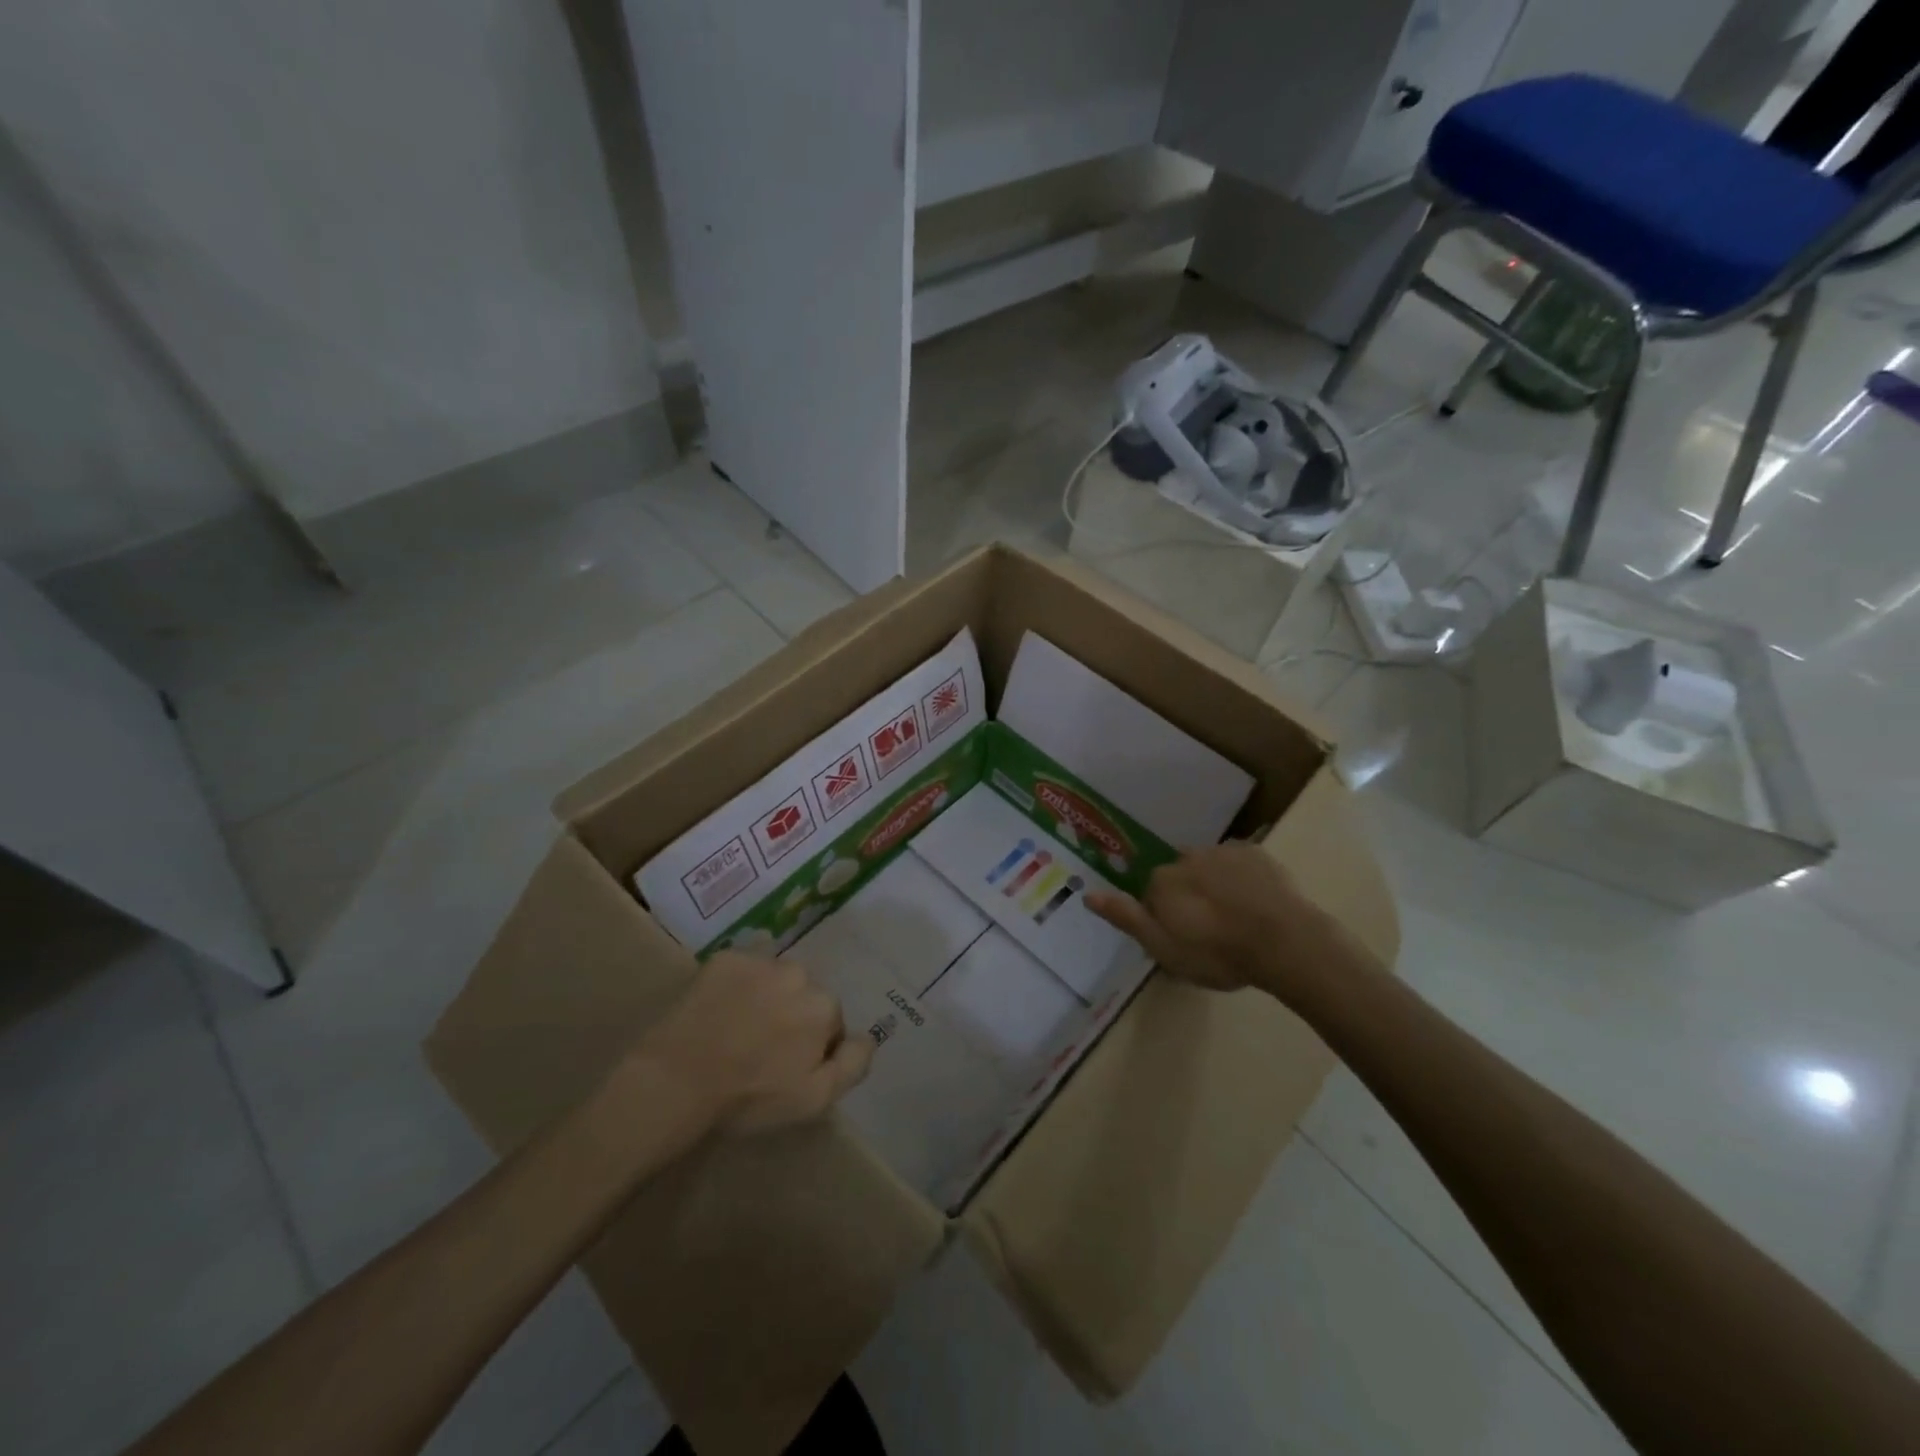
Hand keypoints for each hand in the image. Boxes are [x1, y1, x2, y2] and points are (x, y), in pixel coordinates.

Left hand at [636, 954, 872, 1136]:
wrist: (676, 1080)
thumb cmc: (749, 1096)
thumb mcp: (814, 1099)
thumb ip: (853, 1064)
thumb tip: (869, 1037)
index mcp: (824, 1006)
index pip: (830, 1022)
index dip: (811, 1047)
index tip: (785, 1068)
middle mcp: (800, 973)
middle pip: (804, 995)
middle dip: (790, 1016)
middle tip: (760, 1050)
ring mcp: (759, 961)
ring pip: (774, 980)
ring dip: (765, 998)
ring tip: (736, 1031)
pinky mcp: (724, 958)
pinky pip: (741, 970)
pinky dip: (735, 987)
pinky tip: (717, 1013)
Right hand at [1087, 842, 1330, 995]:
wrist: (1285, 942)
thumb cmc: (1218, 953)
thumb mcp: (1163, 948)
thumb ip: (1127, 918)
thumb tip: (1088, 895)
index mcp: (1162, 881)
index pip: (1152, 895)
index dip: (1165, 918)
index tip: (1184, 941)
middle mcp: (1187, 857)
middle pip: (1180, 877)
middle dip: (1189, 897)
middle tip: (1211, 932)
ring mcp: (1224, 851)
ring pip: (1210, 867)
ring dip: (1215, 886)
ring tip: (1237, 919)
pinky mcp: (1256, 853)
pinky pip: (1240, 863)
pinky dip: (1242, 879)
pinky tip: (1256, 904)